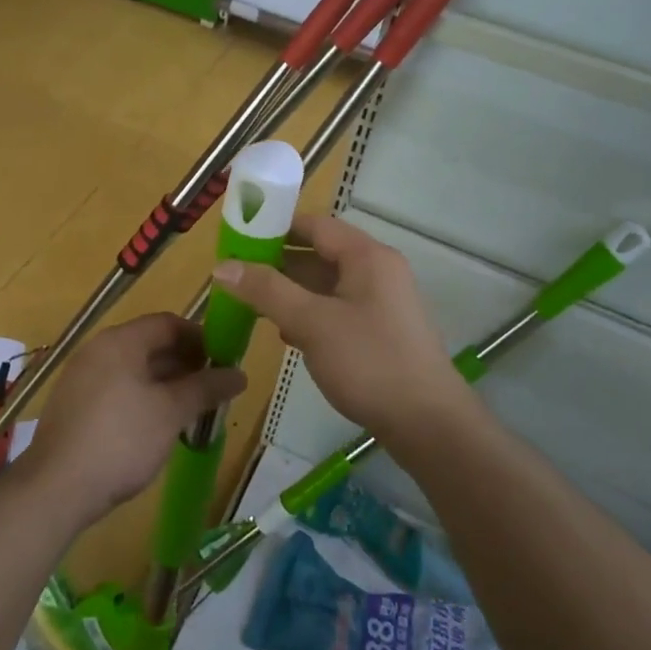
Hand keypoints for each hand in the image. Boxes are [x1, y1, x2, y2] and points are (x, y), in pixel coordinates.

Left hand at [21, 313, 244, 526]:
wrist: (56, 488)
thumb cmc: (121, 439)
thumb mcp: (171, 412)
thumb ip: (206, 388)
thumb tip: (240, 374)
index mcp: (121, 341)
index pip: (168, 323)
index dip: (200, 337)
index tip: (225, 359)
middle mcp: (98, 350)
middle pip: (150, 345)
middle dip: (185, 364)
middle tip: (214, 388)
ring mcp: (82, 378)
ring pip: (134, 370)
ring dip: (166, 384)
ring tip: (193, 410)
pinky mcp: (74, 406)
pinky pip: (117, 390)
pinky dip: (143, 399)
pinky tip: (159, 427)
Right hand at [211, 214, 460, 438]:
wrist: (428, 424)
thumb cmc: (370, 362)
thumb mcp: (312, 323)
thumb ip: (267, 290)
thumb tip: (221, 265)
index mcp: (367, 256)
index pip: (315, 225)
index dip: (275, 226)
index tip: (238, 238)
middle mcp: (377, 271)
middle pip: (319, 253)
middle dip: (278, 262)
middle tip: (236, 274)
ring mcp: (380, 302)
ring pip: (326, 284)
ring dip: (290, 290)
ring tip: (250, 302)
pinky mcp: (379, 330)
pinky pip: (336, 308)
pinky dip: (309, 313)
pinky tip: (284, 331)